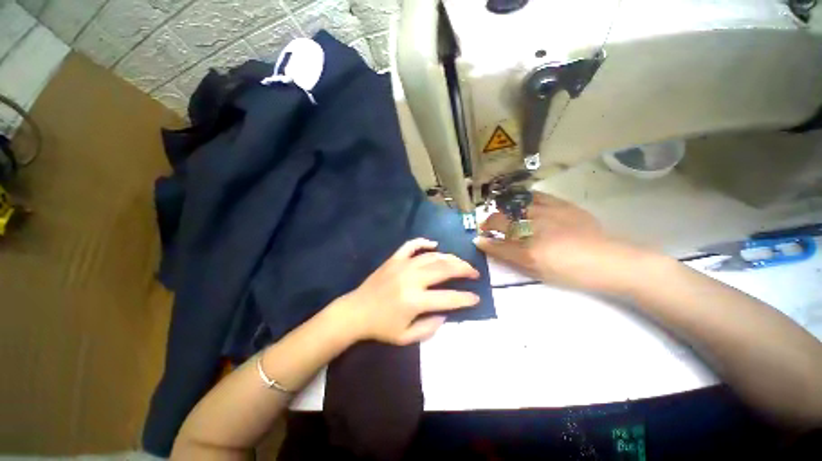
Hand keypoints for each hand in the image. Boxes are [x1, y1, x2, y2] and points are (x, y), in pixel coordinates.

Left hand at [333, 238, 480, 345]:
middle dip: (464, 270)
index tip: (476, 298)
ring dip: (450, 257)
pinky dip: (424, 242)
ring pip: (432, 256)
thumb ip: (429, 328)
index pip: (449, 298)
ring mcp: (402, 265)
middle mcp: (412, 279)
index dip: (466, 298)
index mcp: (415, 301)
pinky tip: (434, 244)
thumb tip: (446, 313)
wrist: (355, 312)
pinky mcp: (394, 259)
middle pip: (445, 269)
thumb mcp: (406, 337)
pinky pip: (411, 245)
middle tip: (474, 273)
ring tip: (460, 262)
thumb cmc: (380, 327)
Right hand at [474, 192, 650, 293]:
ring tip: (501, 213)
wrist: (610, 261)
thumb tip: (485, 244)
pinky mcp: (561, 205)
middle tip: (487, 227)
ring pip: (514, 206)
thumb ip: (509, 257)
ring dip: (502, 210)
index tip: (479, 238)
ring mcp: (547, 213)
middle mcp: (535, 229)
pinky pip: (535, 196)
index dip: (484, 240)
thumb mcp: (536, 270)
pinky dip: (522, 199)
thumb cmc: (570, 272)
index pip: (497, 243)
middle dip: (489, 223)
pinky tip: (520, 202)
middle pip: (501, 220)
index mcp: (529, 250)